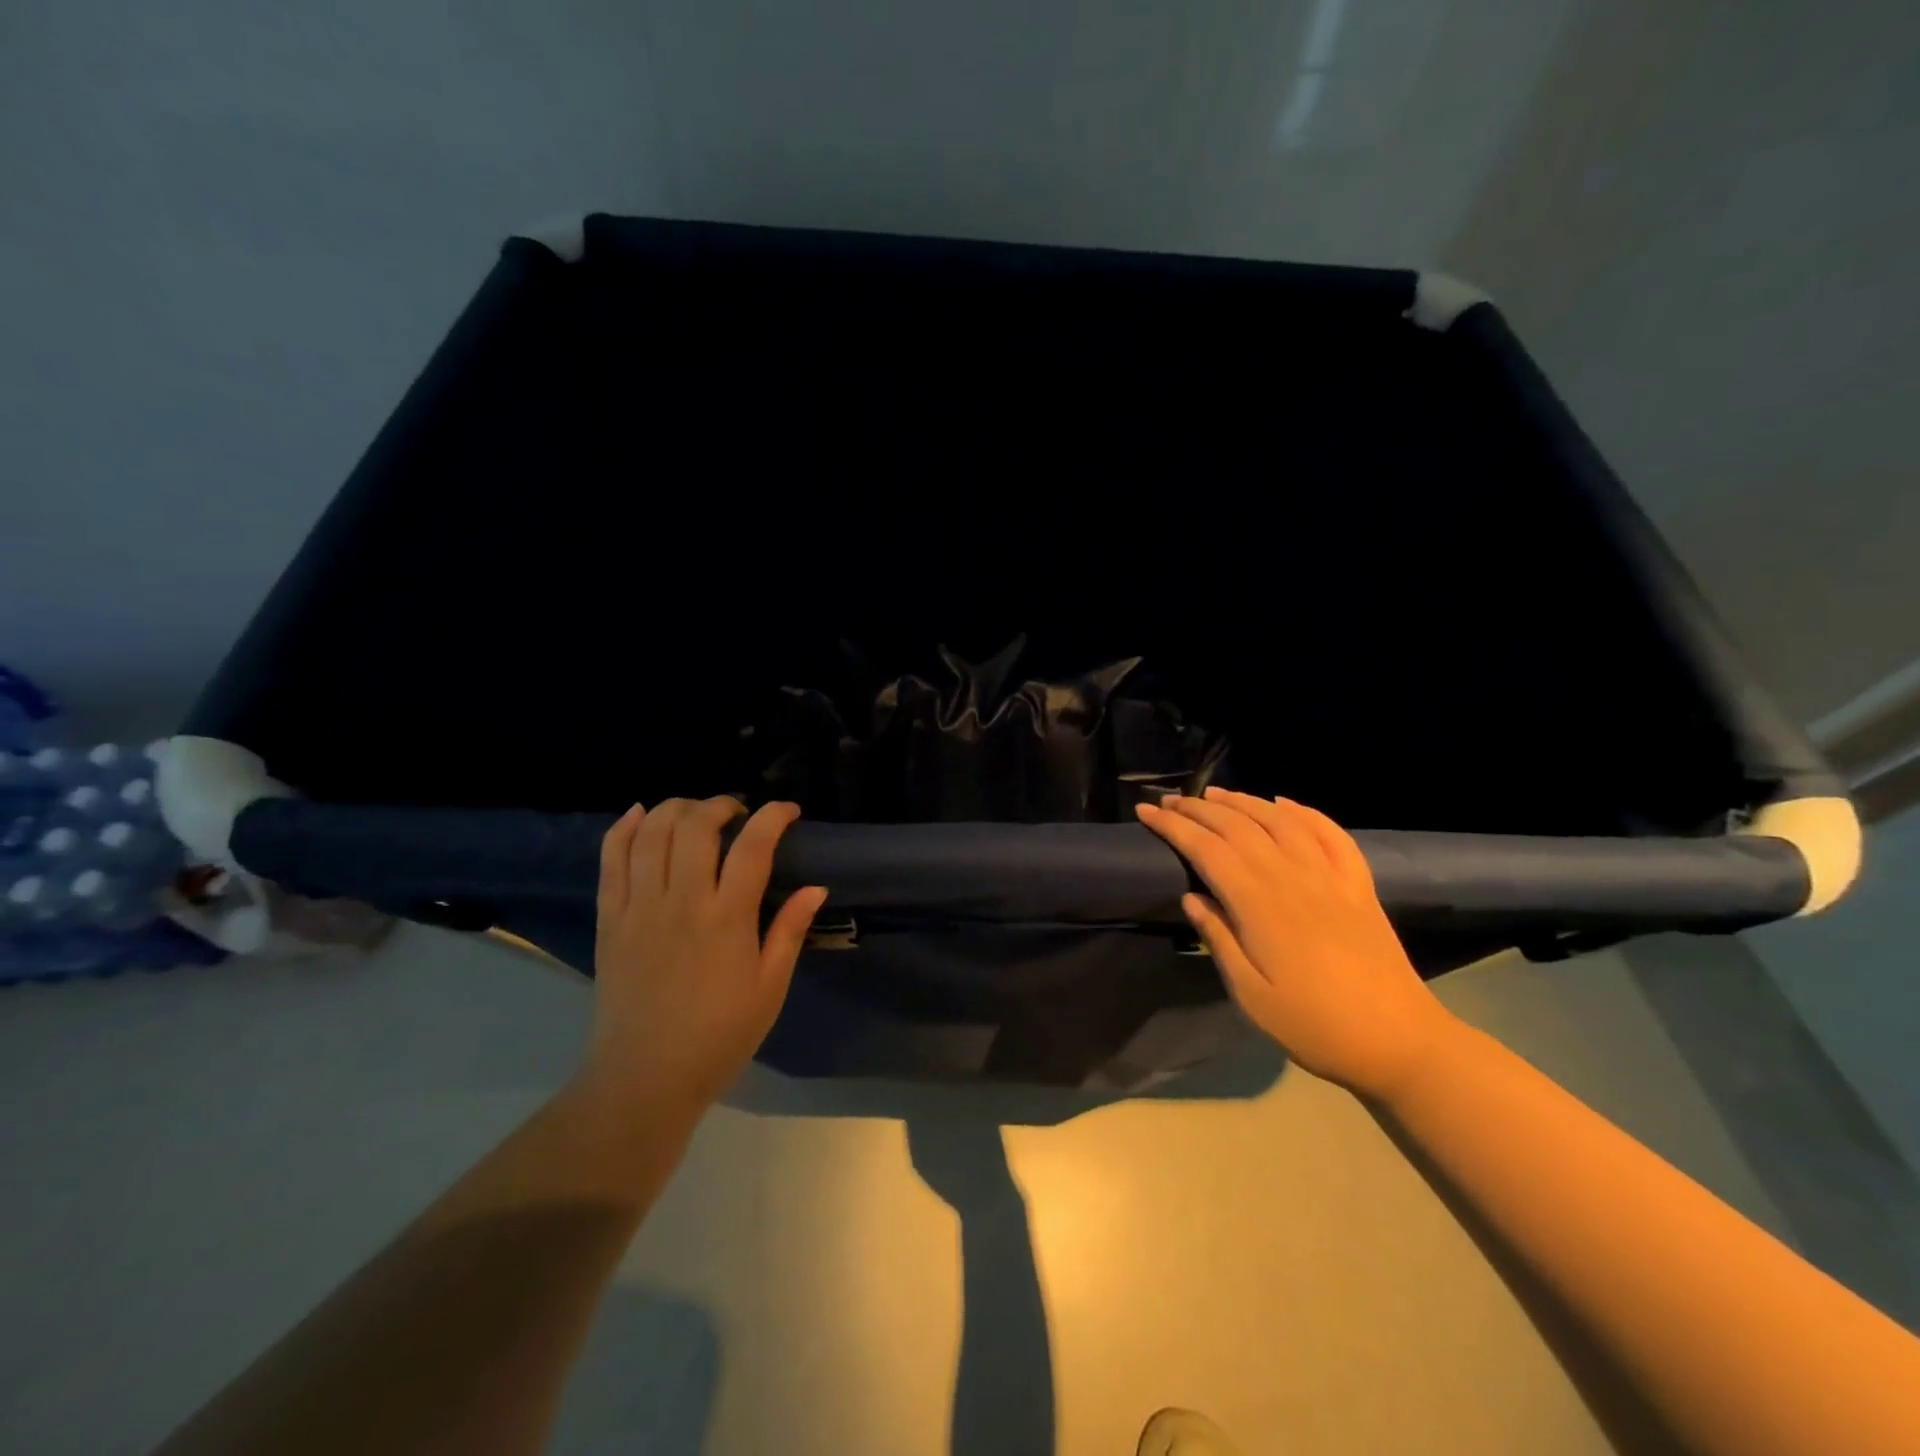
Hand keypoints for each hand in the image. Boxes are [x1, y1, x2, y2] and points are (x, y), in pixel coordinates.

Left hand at [584, 797, 826, 1116]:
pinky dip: (623, 828)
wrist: (644, 1078)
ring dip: (676, 808)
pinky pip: (611, 859)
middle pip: (695, 826)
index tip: (788, 811)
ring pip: (651, 832)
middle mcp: (681, 902)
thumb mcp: (770, 988)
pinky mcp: (609, 919)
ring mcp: (639, 907)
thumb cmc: (720, 1036)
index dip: (773, 816)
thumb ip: (790, 932)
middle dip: (720, 804)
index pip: (753, 846)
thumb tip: (816, 888)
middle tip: (737, 813)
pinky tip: (639, 814)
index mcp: (727, 919)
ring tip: (694, 812)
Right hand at [1136, 787, 1455, 1099]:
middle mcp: (1292, 876)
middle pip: (1238, 825)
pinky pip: (1330, 833)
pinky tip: (1284, 804)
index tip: (1145, 812)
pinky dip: (1304, 812)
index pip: (1206, 848)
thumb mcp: (1251, 995)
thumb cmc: (1314, 1025)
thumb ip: (1219, 940)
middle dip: (1198, 808)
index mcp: (1259, 903)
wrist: (1399, 1042)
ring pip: (1279, 820)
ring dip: (1243, 801)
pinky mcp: (1358, 885)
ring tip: (1214, 794)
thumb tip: (1191, 897)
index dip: (1173, 826)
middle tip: (1168, 800)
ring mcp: (1330, 876)